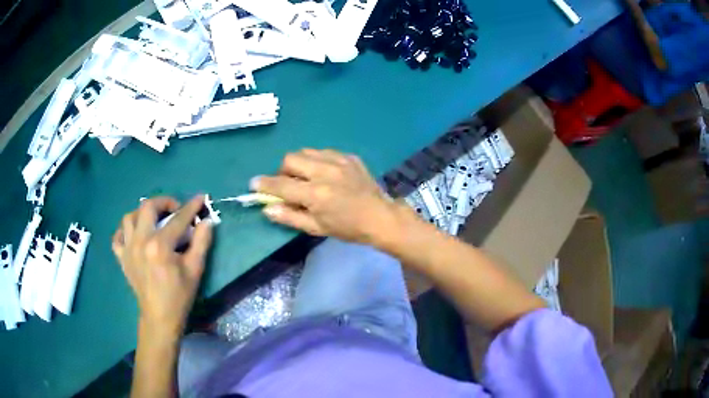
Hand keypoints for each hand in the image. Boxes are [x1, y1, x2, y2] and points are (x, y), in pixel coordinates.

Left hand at [112, 195, 212, 336]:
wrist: (160, 317)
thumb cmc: (179, 295)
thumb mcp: (195, 269)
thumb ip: (201, 242)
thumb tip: (207, 221)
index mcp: (160, 245)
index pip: (177, 219)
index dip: (191, 207)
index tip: (200, 198)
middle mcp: (140, 241)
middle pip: (147, 207)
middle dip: (163, 202)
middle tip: (174, 210)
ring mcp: (128, 249)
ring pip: (129, 217)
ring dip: (143, 213)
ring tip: (153, 219)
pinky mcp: (122, 258)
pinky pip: (118, 236)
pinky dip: (125, 231)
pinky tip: (135, 234)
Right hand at [253, 149, 398, 244]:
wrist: (380, 217)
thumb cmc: (348, 228)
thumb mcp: (317, 227)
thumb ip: (290, 216)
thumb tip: (267, 208)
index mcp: (316, 193)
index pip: (281, 184)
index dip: (264, 184)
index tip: (254, 183)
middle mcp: (325, 171)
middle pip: (291, 158)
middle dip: (283, 170)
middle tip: (288, 183)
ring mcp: (339, 161)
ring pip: (307, 151)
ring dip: (300, 163)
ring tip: (306, 177)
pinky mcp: (349, 157)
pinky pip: (324, 152)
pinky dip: (317, 160)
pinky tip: (325, 173)